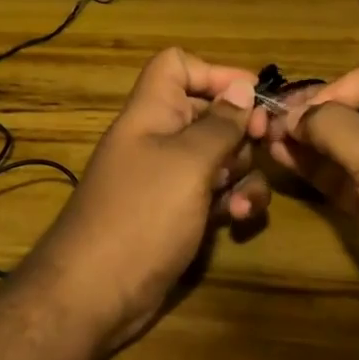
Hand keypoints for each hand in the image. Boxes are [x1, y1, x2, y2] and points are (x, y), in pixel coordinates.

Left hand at [24, 49, 271, 351]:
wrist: (95, 293)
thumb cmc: (142, 214)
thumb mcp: (188, 163)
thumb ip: (219, 124)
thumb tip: (243, 87)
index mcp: (151, 113)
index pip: (176, 66)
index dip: (213, 73)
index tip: (252, 96)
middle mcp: (158, 140)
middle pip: (206, 112)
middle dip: (240, 128)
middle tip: (264, 144)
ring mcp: (167, 179)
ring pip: (217, 156)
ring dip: (241, 171)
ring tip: (244, 198)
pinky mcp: (177, 214)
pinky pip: (213, 194)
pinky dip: (230, 200)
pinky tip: (238, 218)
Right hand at [267, 65, 358, 359]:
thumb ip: (335, 127)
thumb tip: (295, 116)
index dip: (330, 90)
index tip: (294, 115)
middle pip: (353, 111)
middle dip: (312, 115)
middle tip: (266, 125)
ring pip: (344, 148)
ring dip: (307, 142)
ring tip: (267, 142)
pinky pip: (343, 181)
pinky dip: (316, 171)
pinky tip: (286, 164)